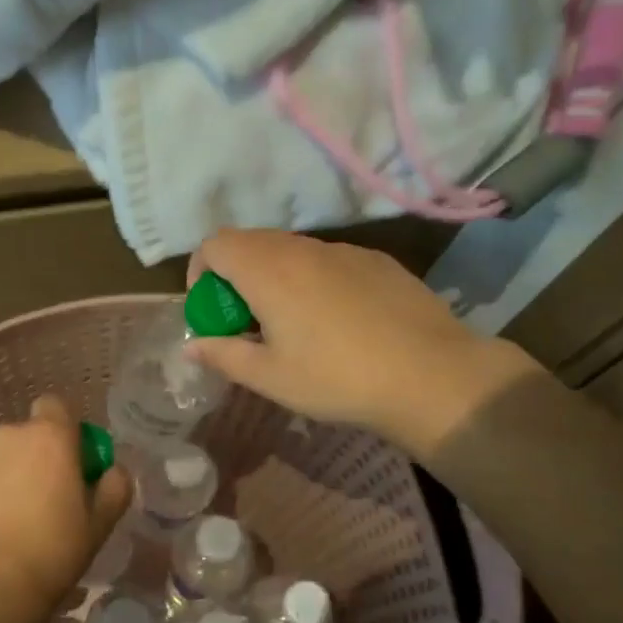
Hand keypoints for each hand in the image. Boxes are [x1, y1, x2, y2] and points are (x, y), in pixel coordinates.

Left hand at [0, 396, 131, 622]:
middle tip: (51, 503)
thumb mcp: (99, 524)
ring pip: (0, 461)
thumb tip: (113, 471)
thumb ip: (114, 488)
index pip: (57, 406)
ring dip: (10, 480)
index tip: (76, 466)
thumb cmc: (51, 551)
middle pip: (28, 437)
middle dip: (39, 460)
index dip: (68, 432)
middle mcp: (7, 437)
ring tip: (16, 526)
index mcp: (48, 436)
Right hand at [186, 230, 541, 458]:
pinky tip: (338, 321)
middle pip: (250, 242)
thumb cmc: (337, 379)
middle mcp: (303, 248)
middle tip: (247, 322)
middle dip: (235, 276)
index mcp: (268, 270)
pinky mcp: (376, 260)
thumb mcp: (270, 377)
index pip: (215, 244)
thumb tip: (191, 347)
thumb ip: (223, 355)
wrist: (432, 376)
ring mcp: (344, 250)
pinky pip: (328, 260)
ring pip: (291, 250)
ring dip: (274, 277)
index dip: (201, 272)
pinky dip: (312, 279)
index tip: (213, 311)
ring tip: (292, 324)